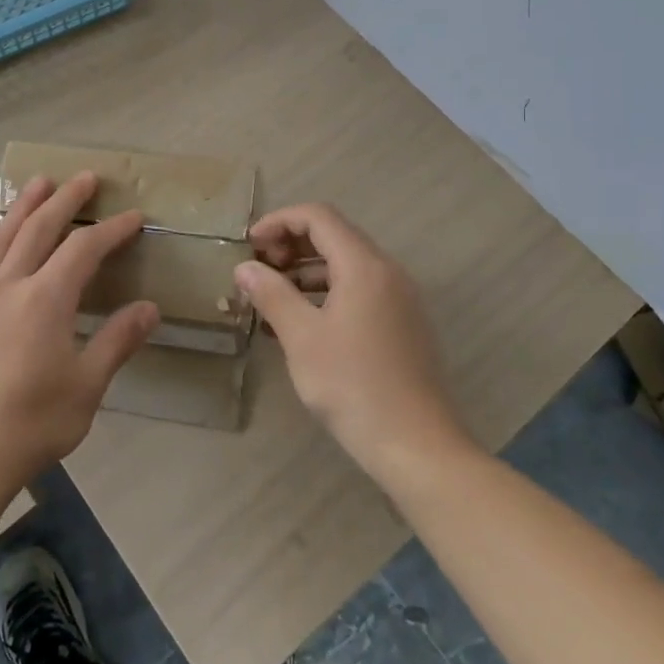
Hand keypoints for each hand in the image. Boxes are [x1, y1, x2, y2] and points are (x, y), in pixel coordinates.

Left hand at [0, 172, 157, 499]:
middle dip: (66, 199)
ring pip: (3, 235)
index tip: (134, 217)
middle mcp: (10, 285)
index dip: (111, 229)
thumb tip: (149, 308)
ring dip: (24, 205)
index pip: (84, 248)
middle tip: (86, 177)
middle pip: (40, 227)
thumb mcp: (87, 386)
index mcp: (46, 298)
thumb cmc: (31, 422)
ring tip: (39, 183)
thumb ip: (117, 341)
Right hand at [235, 203, 463, 478]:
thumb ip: (272, 294)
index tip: (249, 245)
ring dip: (306, 271)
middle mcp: (387, 271)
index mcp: (365, 265)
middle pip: (334, 236)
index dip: (279, 221)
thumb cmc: (354, 387)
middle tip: (258, 270)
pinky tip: (300, 324)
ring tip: (271, 298)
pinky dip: (326, 293)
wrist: (418, 447)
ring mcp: (399, 298)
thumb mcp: (302, 339)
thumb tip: (245, 268)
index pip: (318, 216)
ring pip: (346, 265)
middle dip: (290, 245)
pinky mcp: (402, 324)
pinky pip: (359, 290)